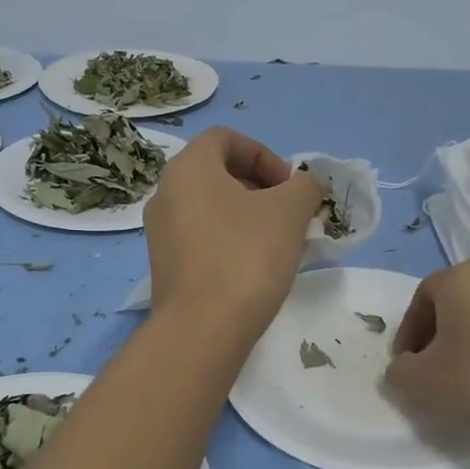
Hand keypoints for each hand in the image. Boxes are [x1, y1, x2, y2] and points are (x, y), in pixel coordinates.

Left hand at [144, 127, 326, 337]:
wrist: (203, 330)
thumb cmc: (246, 256)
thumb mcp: (289, 212)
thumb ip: (305, 186)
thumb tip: (309, 184)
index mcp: (188, 167)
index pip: (226, 138)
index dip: (265, 154)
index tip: (290, 186)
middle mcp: (166, 192)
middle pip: (218, 172)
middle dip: (261, 187)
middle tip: (290, 213)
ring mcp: (161, 231)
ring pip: (212, 207)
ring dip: (248, 215)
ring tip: (279, 242)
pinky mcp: (165, 265)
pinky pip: (202, 236)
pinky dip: (230, 239)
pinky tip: (256, 267)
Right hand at [384, 261, 469, 452]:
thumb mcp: (421, 381)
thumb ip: (400, 370)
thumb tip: (405, 367)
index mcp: (463, 275)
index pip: (423, 298)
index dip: (408, 332)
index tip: (405, 365)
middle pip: (456, 300)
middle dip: (438, 332)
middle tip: (430, 367)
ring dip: (468, 336)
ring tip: (464, 374)